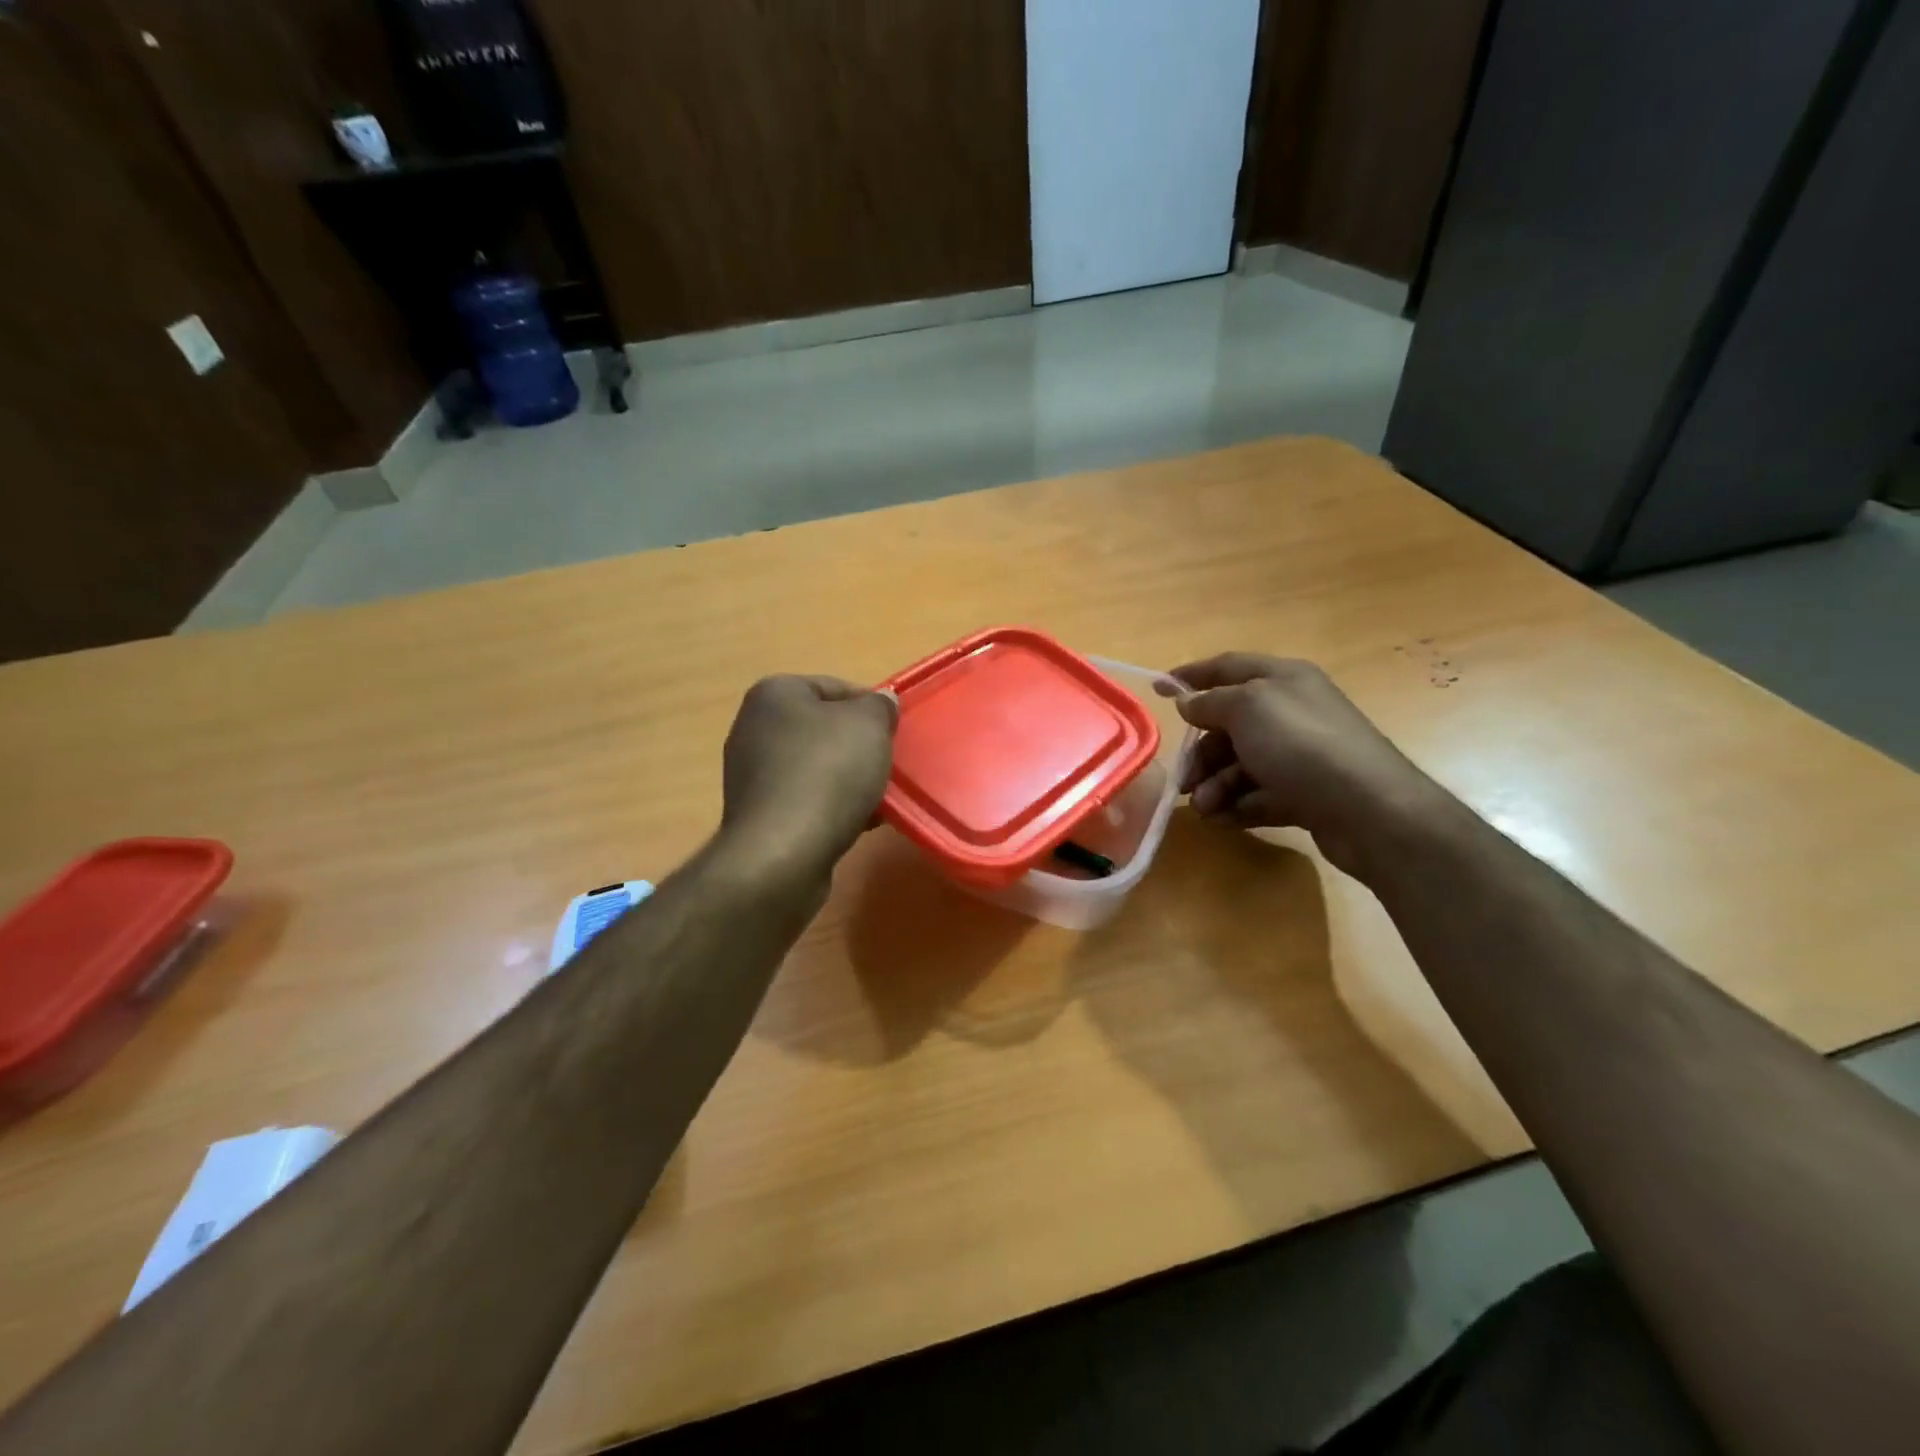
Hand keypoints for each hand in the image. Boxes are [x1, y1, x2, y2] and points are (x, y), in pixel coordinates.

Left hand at [718, 675, 897, 879]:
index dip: (870, 706)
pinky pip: (805, 798)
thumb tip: (881, 701)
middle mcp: (754, 727)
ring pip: (816, 766)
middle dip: (859, 746)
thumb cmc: (828, 773)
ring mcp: (751, 773)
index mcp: (774, 694)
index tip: (894, 732)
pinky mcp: (758, 813)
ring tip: (878, 798)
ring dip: (848, 779)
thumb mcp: (869, 725)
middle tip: (888, 764)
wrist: (783, 854)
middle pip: (823, 728)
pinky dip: (830, 806)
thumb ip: (879, 706)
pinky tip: (857, 822)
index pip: (834, 687)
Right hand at [1157, 653, 1442, 877]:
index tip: (1159, 689)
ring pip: (1240, 765)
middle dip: (1201, 754)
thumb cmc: (1302, 745)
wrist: (1369, 809)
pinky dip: (1237, 806)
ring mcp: (1299, 755)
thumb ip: (1212, 702)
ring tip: (1206, 808)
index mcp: (1283, 680)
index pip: (1228, 667)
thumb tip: (1189, 702)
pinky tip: (1223, 820)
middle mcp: (1291, 712)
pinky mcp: (1304, 793)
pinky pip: (1258, 794)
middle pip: (1229, 726)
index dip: (1192, 676)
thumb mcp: (1248, 709)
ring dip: (1216, 786)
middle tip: (1184, 781)